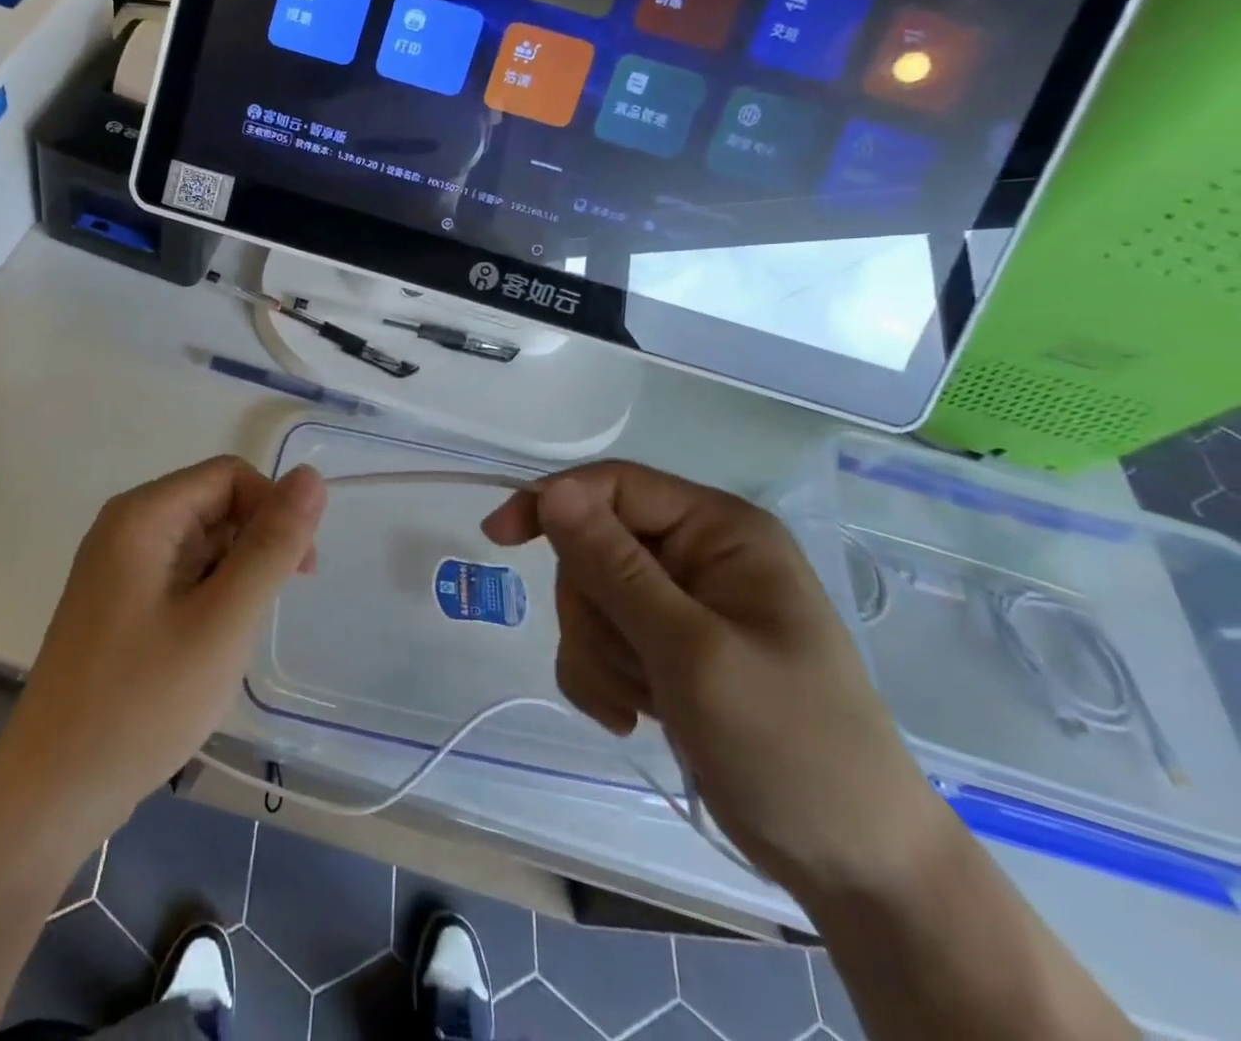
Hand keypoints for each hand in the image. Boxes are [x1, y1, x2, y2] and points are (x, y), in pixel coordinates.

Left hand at [0, 456, 326, 837]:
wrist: (55, 790)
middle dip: (255, 544)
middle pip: (213, 504)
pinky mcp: (117, 602)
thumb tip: (311, 476)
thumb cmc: (144, 701)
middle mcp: (125, 527)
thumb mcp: (224, 620)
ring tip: (234, 637)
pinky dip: (209, 596)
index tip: (299, 568)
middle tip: (269, 609)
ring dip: (234, 575)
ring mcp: (117, 566)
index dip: (272, 508)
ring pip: (200, 542)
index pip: (228, 476)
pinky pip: (179, 574)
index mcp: (143, 515)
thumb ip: (271, 546)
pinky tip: (210, 644)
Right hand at [484, 461, 950, 899]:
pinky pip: (597, 638)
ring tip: (642, 701)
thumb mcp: (691, 650)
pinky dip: (600, 677)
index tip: (499, 538)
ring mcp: (681, 604)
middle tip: (628, 667)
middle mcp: (698, 555)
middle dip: (592, 611)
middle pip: (592, 547)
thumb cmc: (788, 743)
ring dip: (597, 652)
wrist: (851, 863)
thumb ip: (615, 567)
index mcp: (720, 531)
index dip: (553, 503)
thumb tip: (553, 491)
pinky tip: (632, 717)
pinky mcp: (665, 648)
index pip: (614, 486)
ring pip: (588, 597)